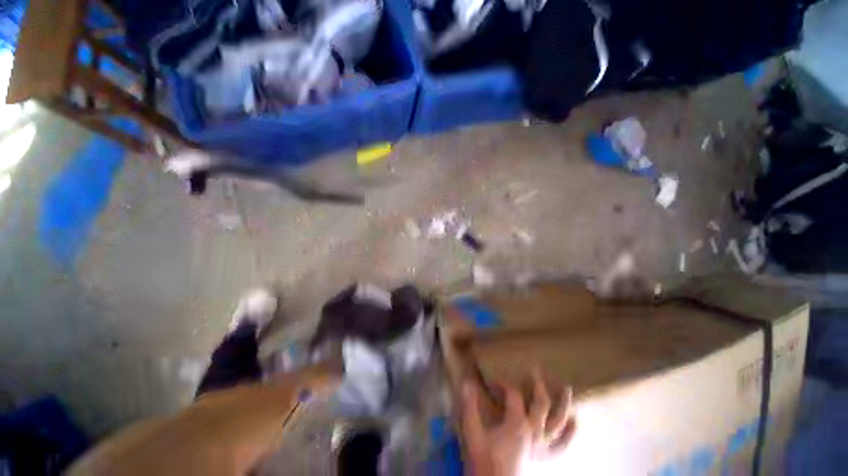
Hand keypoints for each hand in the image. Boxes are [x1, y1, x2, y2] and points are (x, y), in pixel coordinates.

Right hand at [461, 369, 575, 475]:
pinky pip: (560, 446)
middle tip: (535, 371)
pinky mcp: (542, 458)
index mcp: (517, 424)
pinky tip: (574, 424)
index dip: (503, 383)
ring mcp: (541, 446)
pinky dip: (568, 435)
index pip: (513, 394)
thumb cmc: (484, 461)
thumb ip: (470, 407)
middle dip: (539, 385)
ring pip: (557, 424)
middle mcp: (533, 432)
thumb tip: (468, 382)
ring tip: (566, 389)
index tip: (493, 380)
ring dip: (563, 405)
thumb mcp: (473, 433)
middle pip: (541, 404)